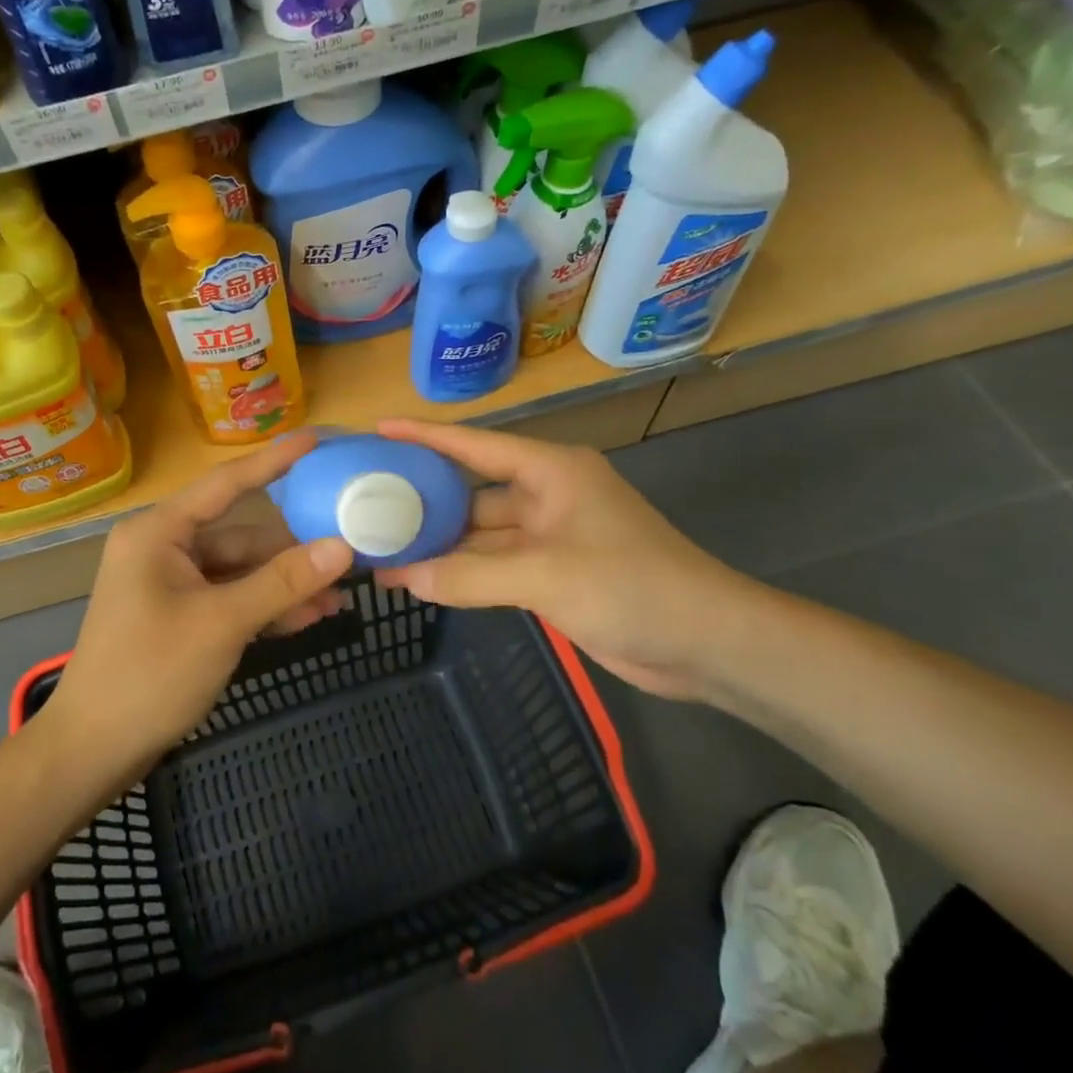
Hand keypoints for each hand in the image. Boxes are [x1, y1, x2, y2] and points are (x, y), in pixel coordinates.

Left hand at [47, 431, 352, 780]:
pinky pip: (229, 597)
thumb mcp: (222, 624)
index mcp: (159, 532)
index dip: (274, 461)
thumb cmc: (150, 674)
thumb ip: (283, 582)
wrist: (93, 750)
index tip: (316, 441)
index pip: (226, 483)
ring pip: (240, 571)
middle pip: (241, 536)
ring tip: (334, 603)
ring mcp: (170, 583)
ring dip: (283, 586)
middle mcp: (163, 547)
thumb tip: (342, 547)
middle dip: (293, 554)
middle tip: (348, 559)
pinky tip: (303, 619)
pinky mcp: (178, 614)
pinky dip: (262, 607)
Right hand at [371, 419, 759, 699]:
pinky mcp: (553, 573)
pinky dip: (462, 573)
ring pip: (480, 534)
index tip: (378, 430)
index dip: (425, 435)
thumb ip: (469, 575)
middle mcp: (546, 495)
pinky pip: (495, 566)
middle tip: (367, 503)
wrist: (705, 642)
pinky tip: (422, 580)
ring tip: (382, 547)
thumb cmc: (630, 585)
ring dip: (440, 544)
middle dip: (424, 500)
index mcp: (550, 471)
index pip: (475, 445)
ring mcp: (550, 537)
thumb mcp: (544, 574)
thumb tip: (403, 576)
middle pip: (471, 491)